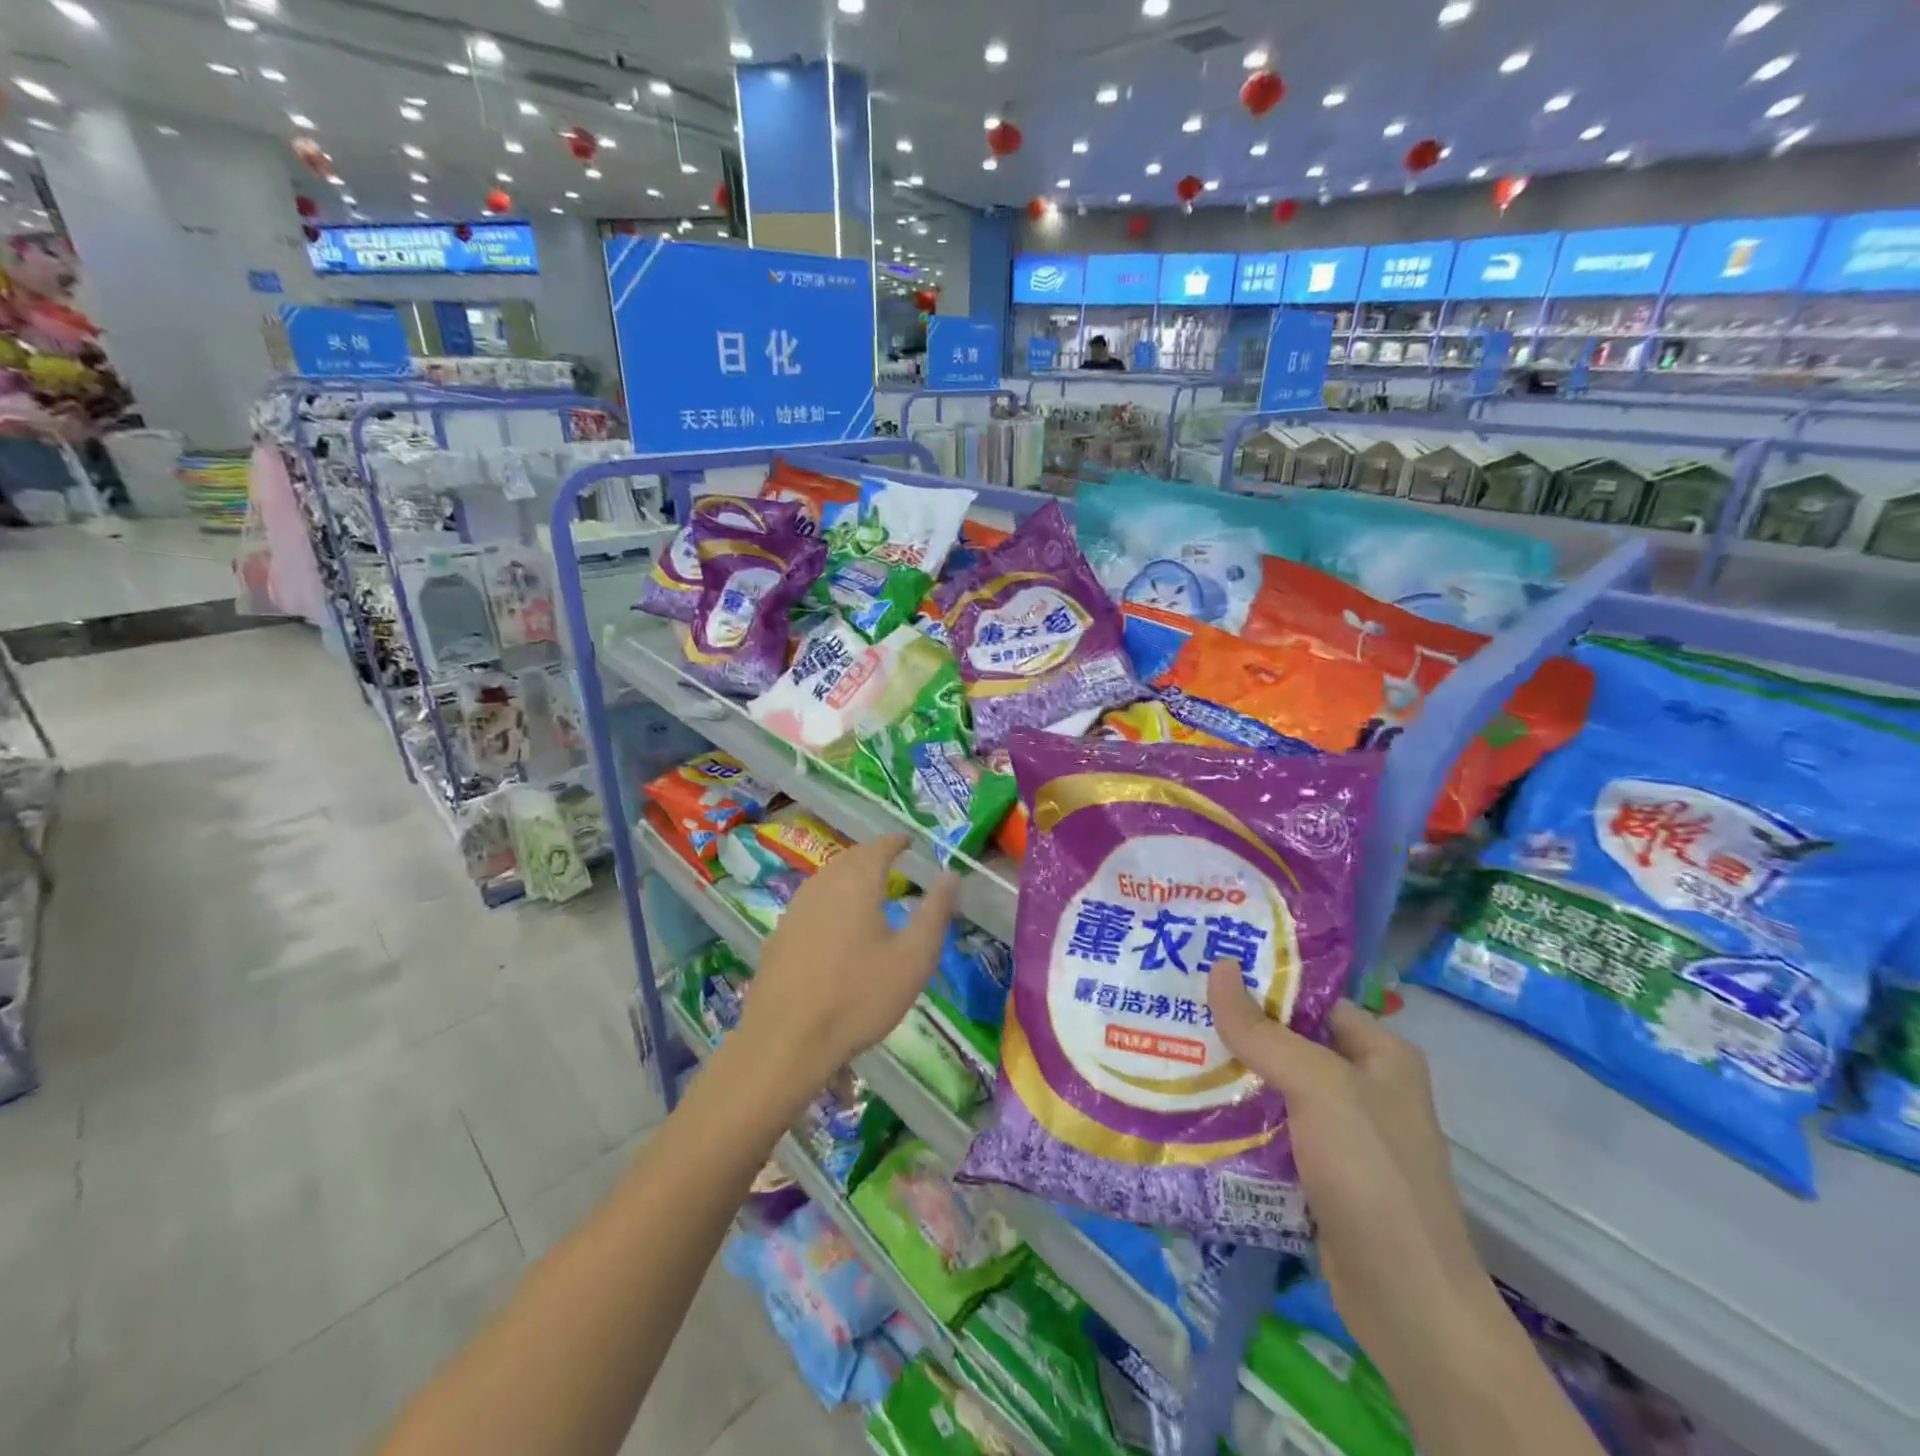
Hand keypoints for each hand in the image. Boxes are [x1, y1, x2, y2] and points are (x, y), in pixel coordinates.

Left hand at [737, 834, 959, 1099]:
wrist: (785, 1040)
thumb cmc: (859, 996)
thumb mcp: (914, 958)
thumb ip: (935, 912)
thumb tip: (951, 875)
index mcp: (857, 882)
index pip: (879, 846)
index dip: (896, 842)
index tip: (910, 842)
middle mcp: (822, 884)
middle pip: (850, 859)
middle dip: (872, 856)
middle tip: (892, 863)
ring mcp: (795, 909)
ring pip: (826, 879)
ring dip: (849, 877)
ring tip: (867, 890)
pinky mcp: (779, 935)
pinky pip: (811, 903)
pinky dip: (829, 901)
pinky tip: (835, 925)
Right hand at [1206, 961, 1497, 1376]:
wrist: (1408, 1303)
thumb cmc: (1372, 1174)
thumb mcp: (1318, 1087)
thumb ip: (1262, 1031)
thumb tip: (1218, 968)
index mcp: (1380, 1053)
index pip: (1310, 1000)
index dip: (1260, 984)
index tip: (1202, 971)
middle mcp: (1364, 1086)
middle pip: (1287, 1042)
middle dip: (1234, 1031)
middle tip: (1173, 1009)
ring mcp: (1342, 1133)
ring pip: (1273, 1088)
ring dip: (1228, 1077)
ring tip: (1168, 1050)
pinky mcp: (1319, 1172)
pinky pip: (1270, 1130)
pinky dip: (1235, 1120)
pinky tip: (1188, 1109)